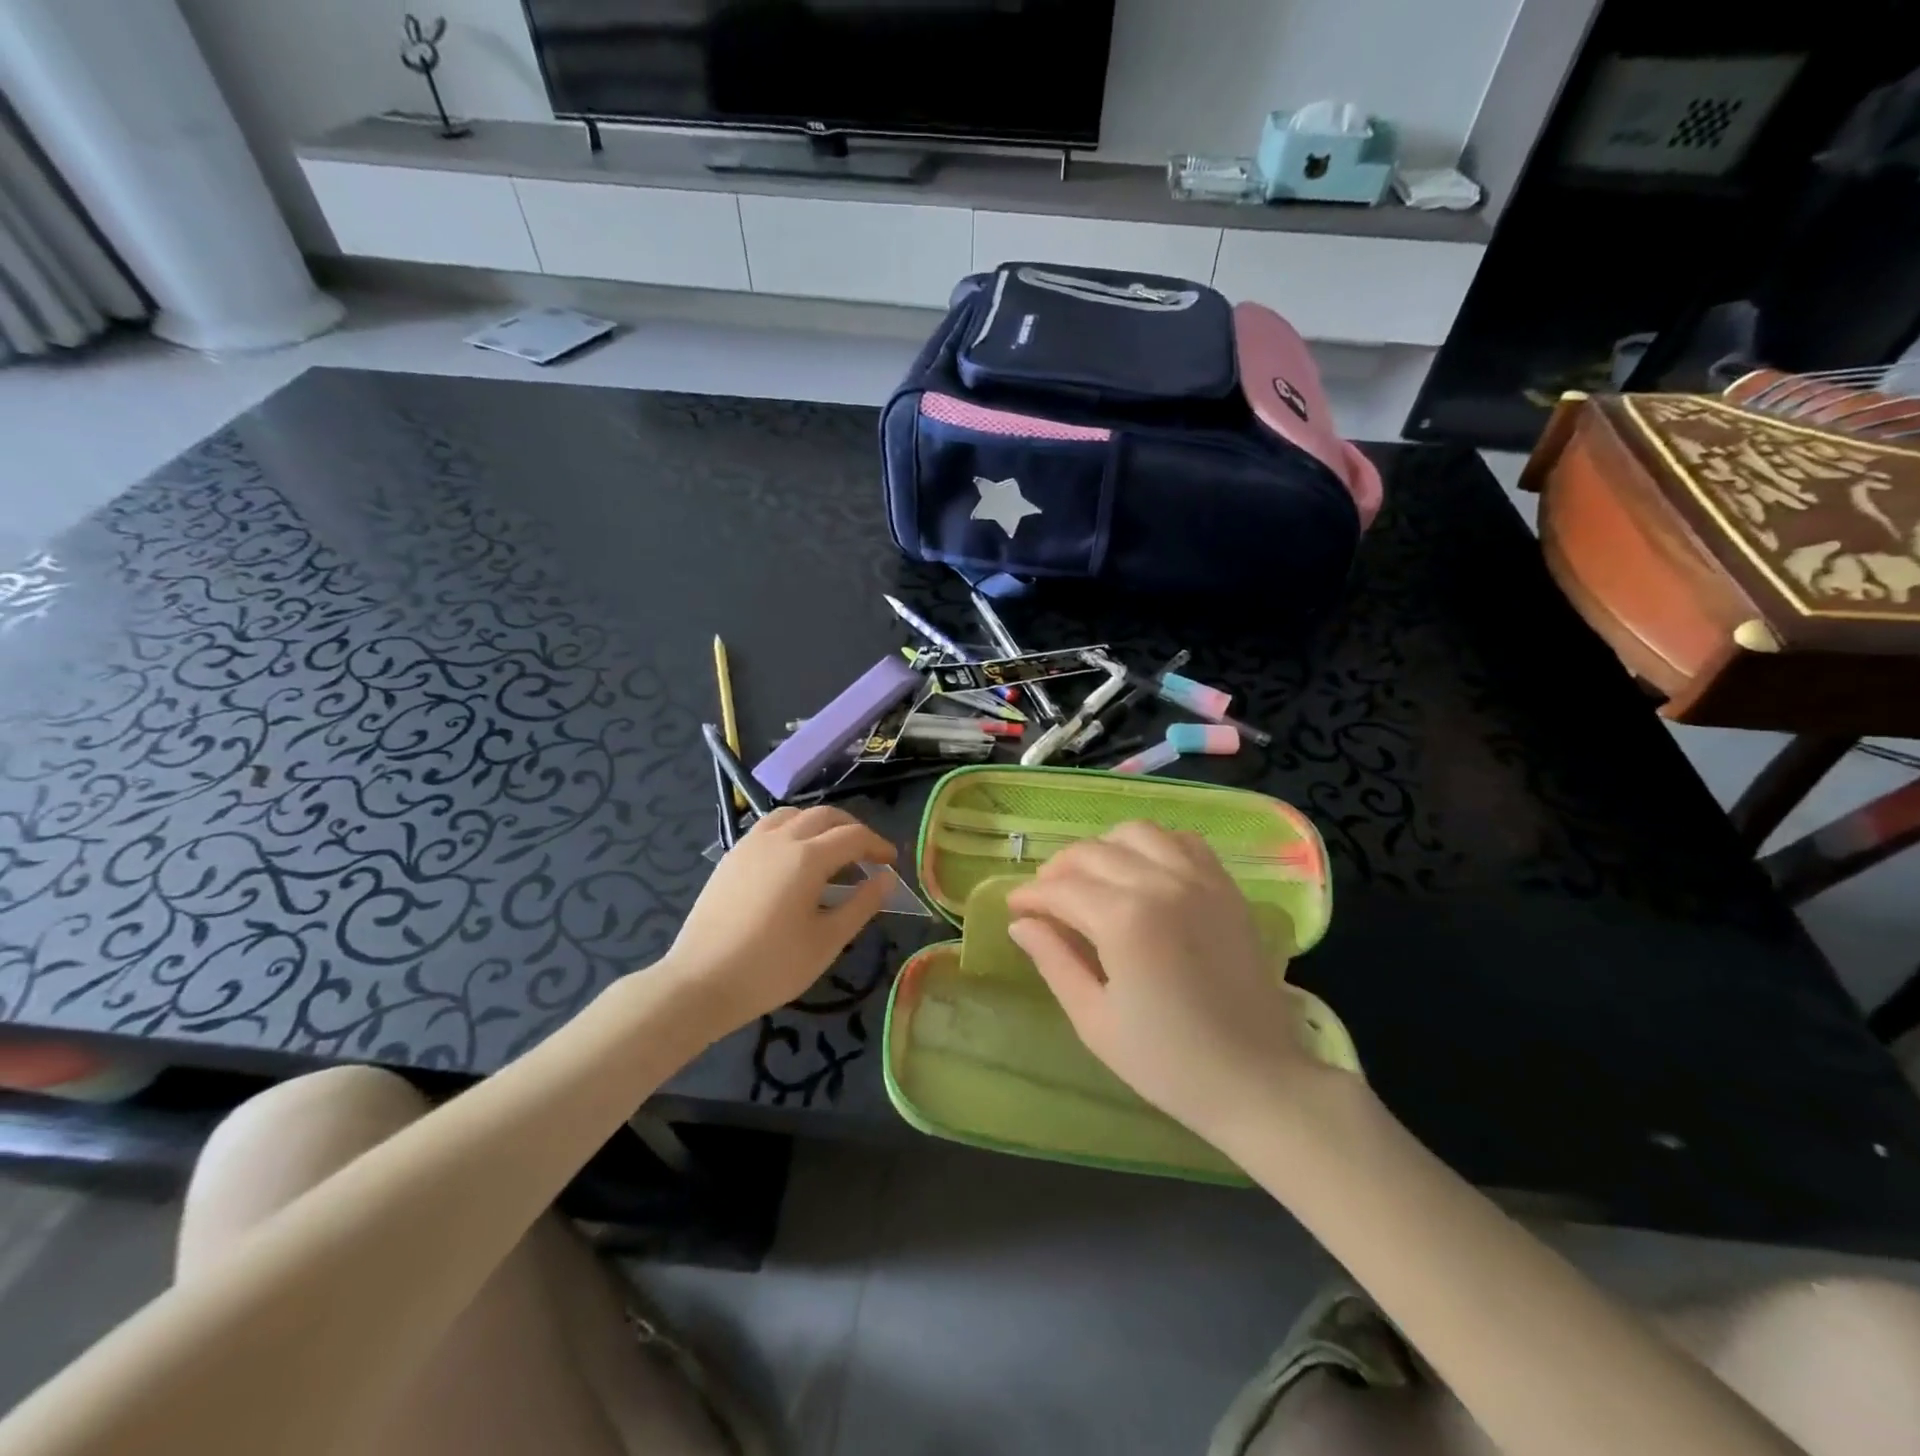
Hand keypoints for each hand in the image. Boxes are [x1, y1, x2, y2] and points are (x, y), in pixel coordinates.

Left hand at [665, 806, 896, 1033]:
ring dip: (820, 824)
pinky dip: (792, 830)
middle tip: (867, 855)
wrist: (700, 982)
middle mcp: (780, 839)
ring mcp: (751, 844)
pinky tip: (793, 859)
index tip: (892, 863)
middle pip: (825, 816)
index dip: (878, 845)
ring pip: (794, 815)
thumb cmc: (771, 967)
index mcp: (807, 857)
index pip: (853, 836)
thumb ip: (861, 904)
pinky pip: (769, 827)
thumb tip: (886, 879)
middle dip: (852, 829)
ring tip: (830, 851)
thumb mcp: (827, 941)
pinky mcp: (731, 857)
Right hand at [1005, 822, 1345, 1148]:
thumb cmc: (1167, 1062)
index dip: (1030, 896)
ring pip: (1136, 833)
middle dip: (1058, 870)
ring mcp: (1199, 879)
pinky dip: (1154, 846)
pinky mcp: (1226, 887)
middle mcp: (1161, 883)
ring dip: (1103, 849)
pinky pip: (1183, 842)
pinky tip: (1144, 873)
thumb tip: (1021, 923)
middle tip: (1045, 899)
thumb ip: (1053, 961)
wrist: (1258, 1082)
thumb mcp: (1094, 1020)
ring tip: (1092, 880)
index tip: (1014, 908)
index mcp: (1124, 919)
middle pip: (1093, 852)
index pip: (1061, 888)